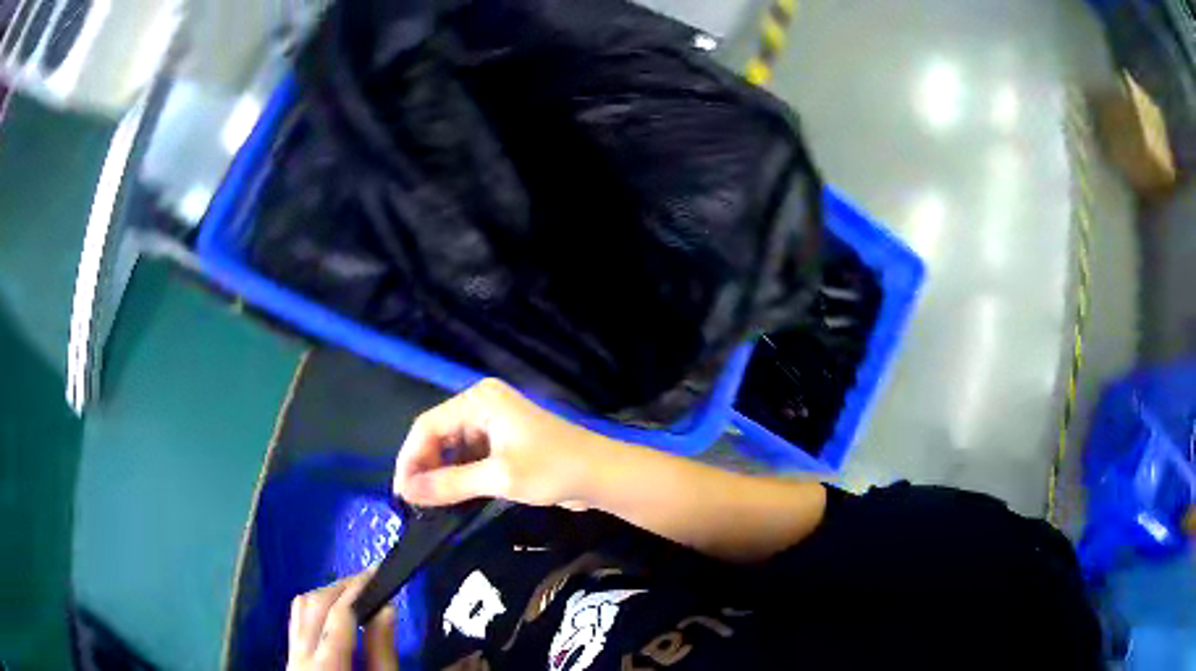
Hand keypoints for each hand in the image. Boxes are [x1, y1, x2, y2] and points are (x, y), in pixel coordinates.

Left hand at [287, 571, 398, 670]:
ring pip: (299, 608)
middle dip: (340, 586)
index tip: (378, 572)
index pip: (339, 613)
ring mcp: (291, 656)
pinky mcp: (291, 659)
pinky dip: (315, 609)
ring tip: (353, 591)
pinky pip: (297, 622)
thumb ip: (382, 650)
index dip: (357, 588)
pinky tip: (333, 614)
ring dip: (325, 594)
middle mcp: (301, 654)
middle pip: (313, 603)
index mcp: (328, 664)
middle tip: (369, 579)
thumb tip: (386, 608)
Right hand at [394, 379, 610, 507]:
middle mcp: (482, 405)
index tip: (401, 493)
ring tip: (428, 503)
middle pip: (438, 435)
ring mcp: (494, 423)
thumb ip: (450, 484)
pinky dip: (459, 475)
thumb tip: (406, 493)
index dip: (410, 459)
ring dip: (440, 473)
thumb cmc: (553, 470)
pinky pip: (469, 456)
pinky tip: (451, 497)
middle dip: (424, 467)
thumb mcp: (499, 478)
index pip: (428, 426)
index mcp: (479, 401)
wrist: (602, 475)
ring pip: (452, 447)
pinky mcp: (503, 442)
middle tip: (413, 502)